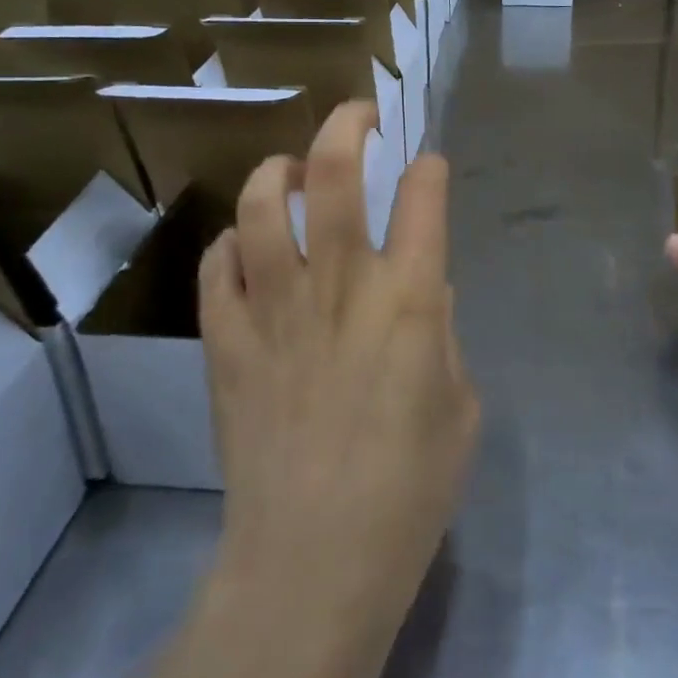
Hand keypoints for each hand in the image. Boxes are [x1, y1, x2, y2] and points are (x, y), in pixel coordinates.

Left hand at [198, 100, 479, 630]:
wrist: (311, 563)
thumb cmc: (408, 491)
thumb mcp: (459, 407)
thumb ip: (442, 335)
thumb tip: (425, 291)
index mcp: (408, 299)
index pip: (423, 199)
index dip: (428, 169)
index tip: (428, 165)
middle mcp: (340, 284)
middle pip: (335, 174)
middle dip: (349, 125)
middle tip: (360, 115)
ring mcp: (274, 307)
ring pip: (264, 205)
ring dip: (279, 171)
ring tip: (292, 171)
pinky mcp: (225, 340)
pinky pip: (218, 266)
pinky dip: (231, 243)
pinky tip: (245, 247)